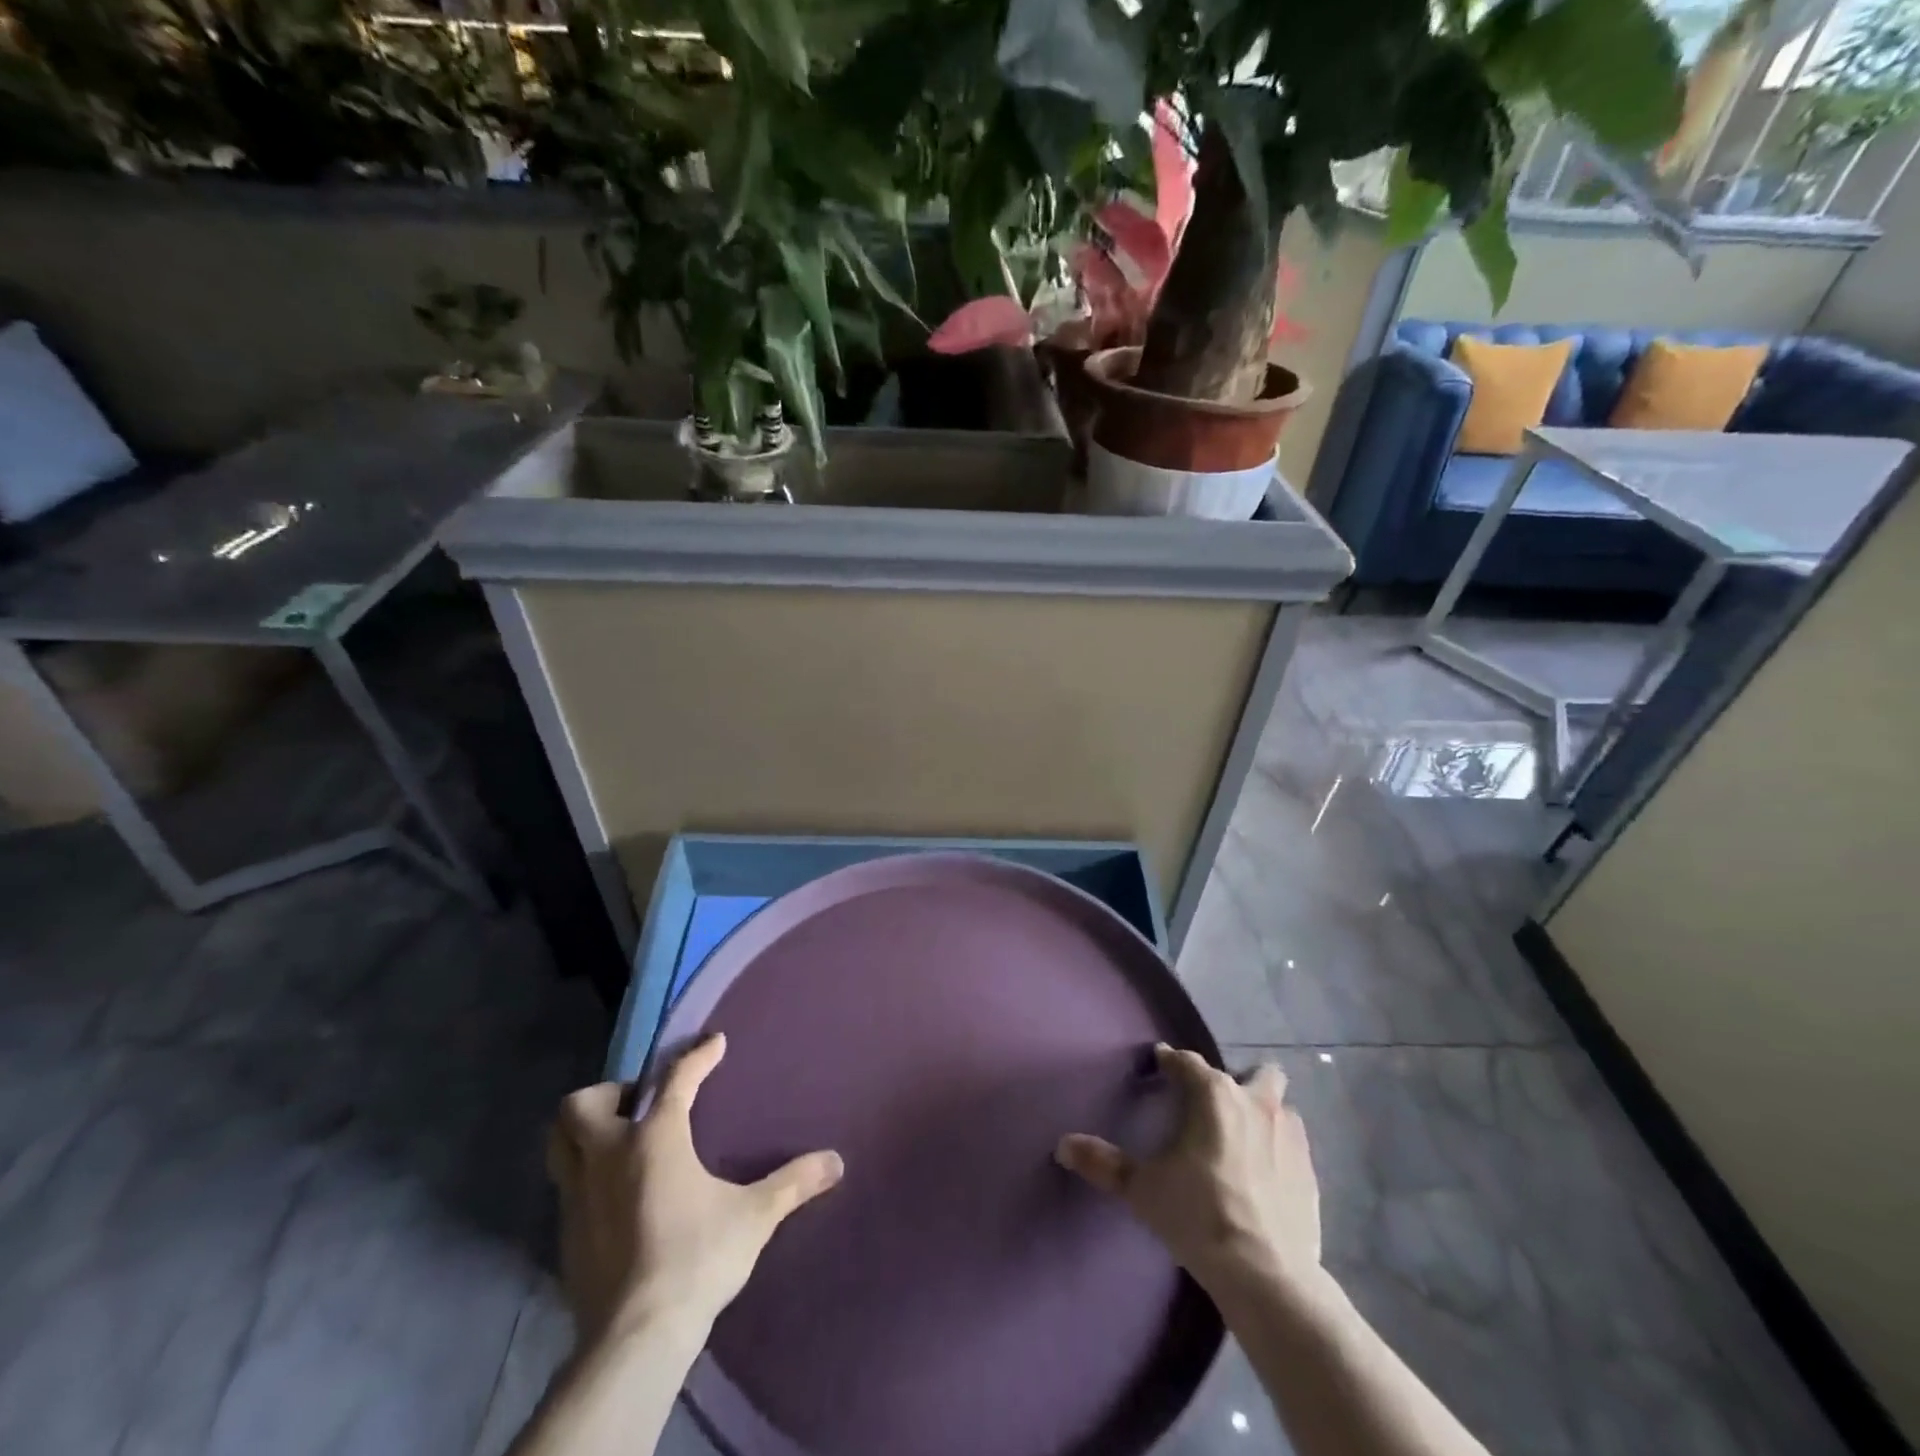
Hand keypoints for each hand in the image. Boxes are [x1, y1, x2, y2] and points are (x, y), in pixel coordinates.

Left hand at [547, 1034, 843, 1341]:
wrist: (636, 1339)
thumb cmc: (697, 1259)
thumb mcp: (754, 1217)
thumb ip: (793, 1183)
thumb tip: (836, 1161)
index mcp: (655, 1139)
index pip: (676, 1078)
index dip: (698, 1056)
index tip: (714, 1044)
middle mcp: (608, 1156)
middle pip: (583, 1105)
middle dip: (608, 1094)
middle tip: (639, 1105)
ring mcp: (579, 1197)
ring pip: (559, 1145)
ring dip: (582, 1133)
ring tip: (617, 1141)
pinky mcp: (566, 1236)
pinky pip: (566, 1188)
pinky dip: (585, 1178)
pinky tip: (615, 1197)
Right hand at [1056, 1045, 1319, 1296]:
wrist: (1266, 1275)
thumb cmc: (1198, 1216)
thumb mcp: (1142, 1189)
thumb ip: (1103, 1162)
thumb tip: (1063, 1144)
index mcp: (1213, 1095)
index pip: (1187, 1062)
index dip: (1170, 1062)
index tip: (1159, 1065)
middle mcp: (1254, 1102)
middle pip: (1254, 1072)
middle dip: (1236, 1080)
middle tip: (1212, 1108)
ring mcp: (1288, 1134)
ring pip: (1279, 1103)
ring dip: (1263, 1110)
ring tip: (1243, 1137)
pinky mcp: (1309, 1169)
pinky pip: (1293, 1141)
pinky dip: (1279, 1145)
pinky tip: (1266, 1171)